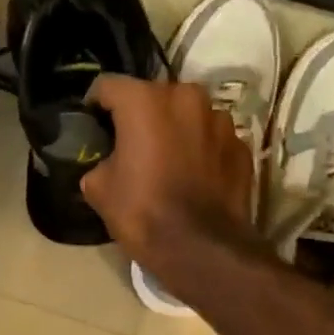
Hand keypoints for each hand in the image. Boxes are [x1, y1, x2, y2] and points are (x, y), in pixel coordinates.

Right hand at [81, 74, 258, 278]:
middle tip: (131, 144)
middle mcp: (186, 97)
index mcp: (144, 100)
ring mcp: (220, 119)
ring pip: (187, 114)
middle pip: (153, 96)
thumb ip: (100, 162)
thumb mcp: (98, 189)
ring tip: (166, 160)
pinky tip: (193, 176)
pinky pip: (211, 138)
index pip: (108, 86)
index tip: (92, 125)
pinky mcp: (242, 145)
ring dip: (175, 129)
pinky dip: (200, 149)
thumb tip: (107, 163)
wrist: (202, 248)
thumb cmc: (143, 212)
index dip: (95, 105)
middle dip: (140, 115)